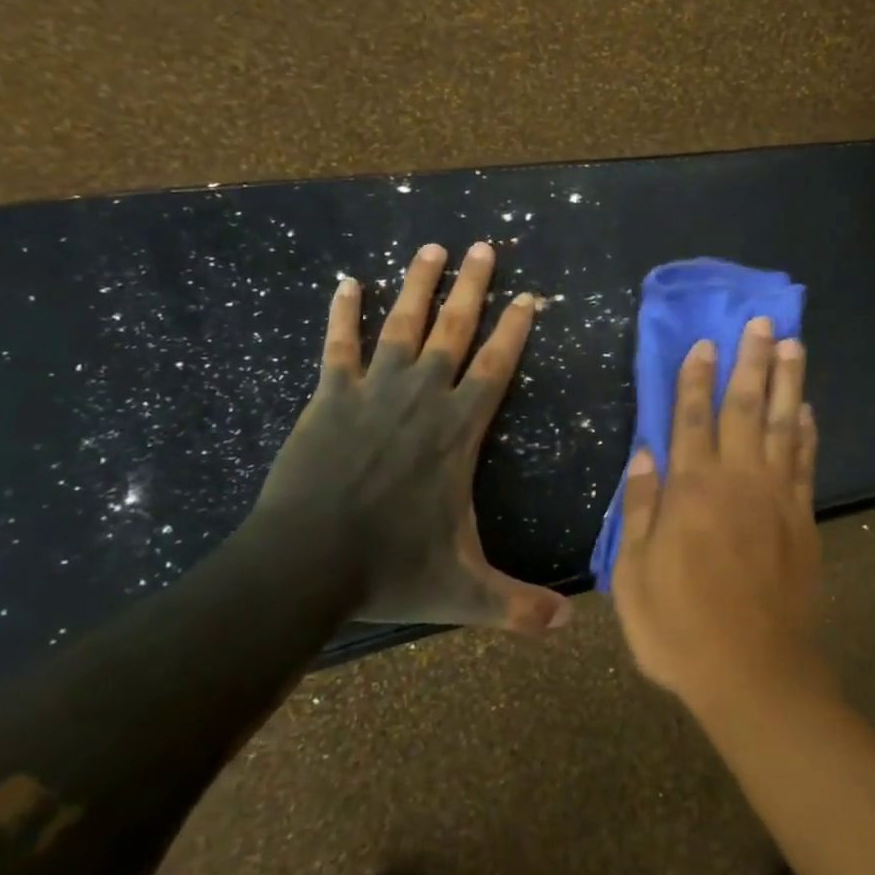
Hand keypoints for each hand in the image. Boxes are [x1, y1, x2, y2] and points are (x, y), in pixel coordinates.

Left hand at [253, 241, 572, 632]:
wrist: (304, 565)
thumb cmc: (390, 570)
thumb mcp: (465, 592)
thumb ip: (517, 606)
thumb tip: (570, 628)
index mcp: (457, 432)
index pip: (496, 367)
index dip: (514, 329)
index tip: (529, 296)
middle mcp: (422, 398)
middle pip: (454, 330)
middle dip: (473, 286)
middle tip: (484, 246)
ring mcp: (373, 392)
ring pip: (403, 325)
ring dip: (419, 284)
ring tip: (432, 247)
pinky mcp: (329, 398)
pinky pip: (339, 346)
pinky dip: (344, 313)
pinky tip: (346, 283)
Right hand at [611, 319, 823, 712]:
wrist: (753, 672)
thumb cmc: (680, 627)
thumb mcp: (633, 576)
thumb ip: (639, 511)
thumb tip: (643, 456)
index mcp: (691, 491)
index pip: (691, 419)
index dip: (695, 379)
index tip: (704, 343)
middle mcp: (737, 481)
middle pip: (744, 408)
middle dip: (751, 362)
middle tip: (762, 322)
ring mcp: (776, 498)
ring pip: (781, 425)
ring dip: (787, 383)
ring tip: (793, 345)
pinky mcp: (802, 520)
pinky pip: (805, 464)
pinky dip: (806, 433)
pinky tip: (806, 410)